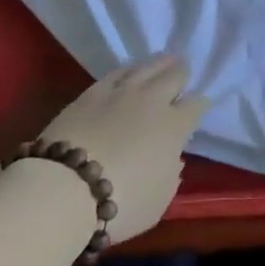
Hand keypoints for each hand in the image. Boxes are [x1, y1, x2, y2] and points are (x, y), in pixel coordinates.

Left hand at [33, 53, 209, 242]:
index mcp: (174, 127)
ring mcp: (121, 92)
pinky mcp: (92, 91)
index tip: (197, 108)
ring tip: (163, 62)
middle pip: (174, 75)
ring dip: (159, 64)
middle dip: (182, 74)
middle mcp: (152, 100)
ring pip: (147, 66)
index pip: (196, 105)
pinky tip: (130, 71)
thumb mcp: (159, 201)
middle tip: (182, 75)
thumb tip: (171, 158)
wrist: (65, 189)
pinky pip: (118, 72)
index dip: (199, 105)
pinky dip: (129, 70)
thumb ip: (170, 174)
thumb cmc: (120, 204)